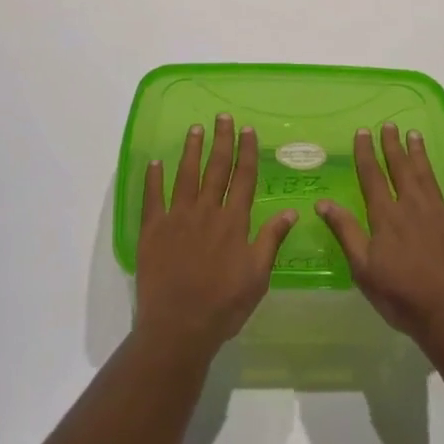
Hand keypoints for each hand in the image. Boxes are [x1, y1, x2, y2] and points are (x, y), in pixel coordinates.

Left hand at [135, 114, 297, 357]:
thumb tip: (291, 211)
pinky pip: (152, 197)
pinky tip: (155, 162)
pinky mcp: (153, 230)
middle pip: (216, 168)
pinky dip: (153, 178)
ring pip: (186, 175)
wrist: (179, 327)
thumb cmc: (223, 305)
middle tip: (222, 116)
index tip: (248, 130)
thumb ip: (271, 240)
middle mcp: (206, 211)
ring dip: (191, 150)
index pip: (243, 178)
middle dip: (221, 140)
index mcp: (233, 221)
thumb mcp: (258, 276)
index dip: (246, 152)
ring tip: (195, 128)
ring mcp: (177, 218)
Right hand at [317, 123, 443, 350]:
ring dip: (420, 155)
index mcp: (387, 217)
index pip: (372, 177)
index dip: (366, 153)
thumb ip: (346, 232)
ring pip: (428, 177)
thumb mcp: (363, 269)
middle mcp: (413, 207)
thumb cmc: (402, 296)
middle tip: (390, 124)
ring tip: (415, 135)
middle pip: (401, 170)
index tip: (363, 131)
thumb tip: (323, 202)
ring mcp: (442, 215)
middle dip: (393, 146)